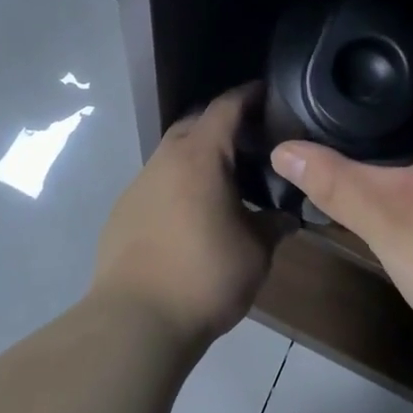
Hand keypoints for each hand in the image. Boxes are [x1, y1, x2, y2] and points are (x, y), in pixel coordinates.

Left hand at [94, 85, 272, 349]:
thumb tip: (290, 215)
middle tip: (250, 141)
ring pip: (172, 154)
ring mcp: (138, 184)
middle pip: (194, 124)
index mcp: (199, 157)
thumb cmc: (205, 276)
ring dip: (196, 156)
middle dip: (220, 124)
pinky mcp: (122, 211)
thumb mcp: (256, 251)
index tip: (267, 92)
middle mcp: (165, 160)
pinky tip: (191, 213)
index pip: (225, 108)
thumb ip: (275, 224)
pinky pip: (156, 183)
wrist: (136, 320)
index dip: (248, 95)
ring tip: (224, 180)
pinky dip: (177, 184)